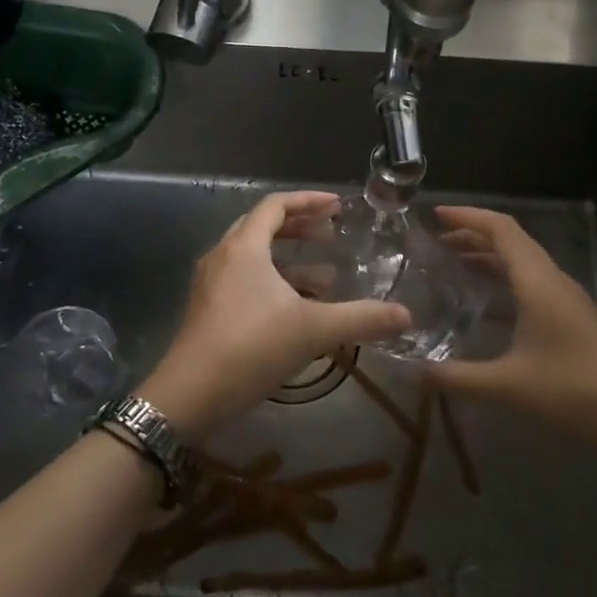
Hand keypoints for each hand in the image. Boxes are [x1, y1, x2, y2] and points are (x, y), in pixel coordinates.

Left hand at [140, 191, 411, 441]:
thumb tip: (407, 315)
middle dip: (299, 227)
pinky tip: (296, 308)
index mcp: (243, 247)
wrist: (189, 395)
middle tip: (331, 235)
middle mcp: (223, 256)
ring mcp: (211, 283)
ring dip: (288, 259)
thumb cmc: (250, 348)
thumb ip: (362, 319)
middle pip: (262, 226)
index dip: (308, 201)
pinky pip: (244, 279)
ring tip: (325, 276)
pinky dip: (273, 282)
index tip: (338, 206)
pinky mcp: (207, 309)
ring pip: (253, 256)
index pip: (275, 205)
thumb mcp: (313, 330)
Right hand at [428, 206, 596, 454]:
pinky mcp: (573, 319)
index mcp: (538, 282)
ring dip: (488, 258)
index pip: (501, 229)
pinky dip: (503, 282)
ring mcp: (566, 300)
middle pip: (511, 241)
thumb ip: (456, 377)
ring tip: (452, 266)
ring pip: (523, 263)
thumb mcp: (508, 386)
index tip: (434, 215)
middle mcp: (553, 281)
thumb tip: (410, 373)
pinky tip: (484, 308)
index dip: (467, 217)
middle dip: (471, 235)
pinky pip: (532, 284)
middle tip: (434, 243)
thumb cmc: (576, 392)